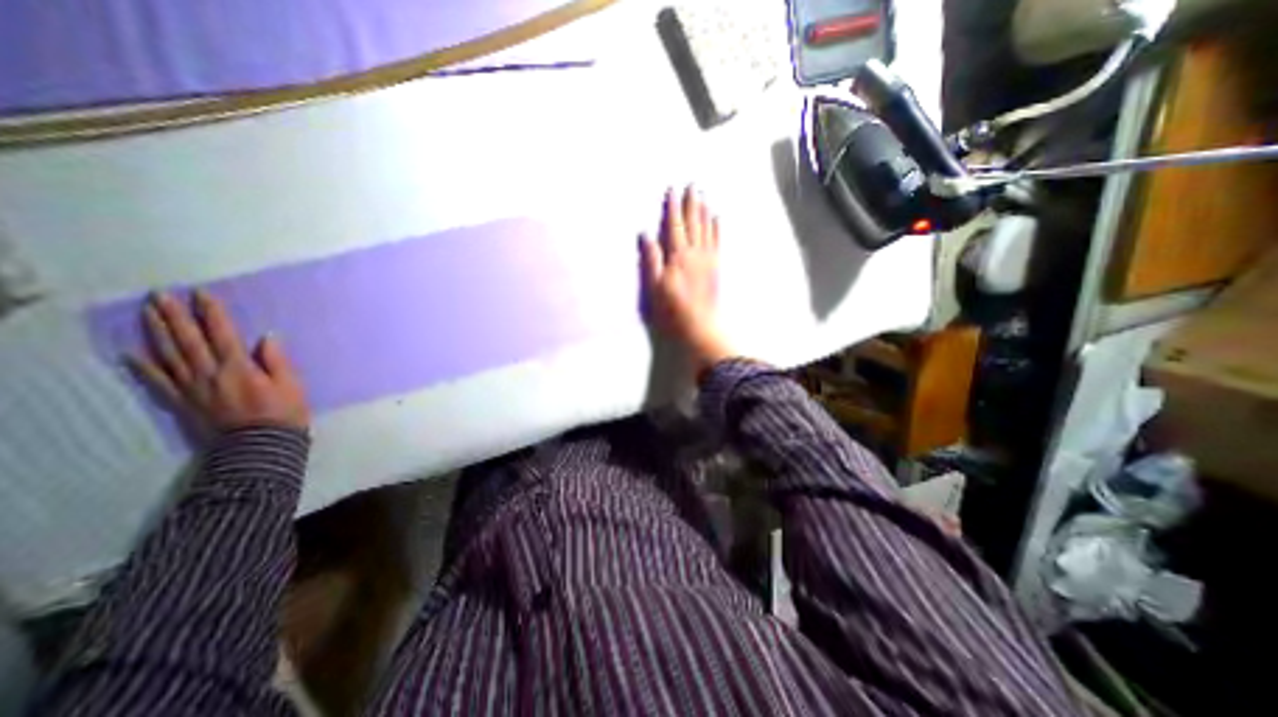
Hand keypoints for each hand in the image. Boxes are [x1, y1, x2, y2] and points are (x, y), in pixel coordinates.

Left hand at [130, 289, 309, 432]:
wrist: (259, 446)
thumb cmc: (284, 413)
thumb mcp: (291, 385)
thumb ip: (276, 360)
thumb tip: (266, 336)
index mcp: (238, 367)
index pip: (221, 334)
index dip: (211, 313)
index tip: (201, 294)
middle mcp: (208, 373)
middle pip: (187, 340)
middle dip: (174, 316)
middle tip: (160, 295)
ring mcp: (191, 387)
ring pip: (168, 355)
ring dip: (156, 332)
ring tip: (147, 313)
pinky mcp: (183, 401)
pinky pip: (158, 381)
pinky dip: (143, 366)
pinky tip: (131, 353)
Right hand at [645, 184, 734, 373]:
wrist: (699, 326)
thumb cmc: (672, 310)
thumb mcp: (654, 287)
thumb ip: (651, 260)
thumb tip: (646, 234)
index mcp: (678, 256)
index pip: (674, 226)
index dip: (672, 207)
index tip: (672, 190)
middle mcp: (695, 253)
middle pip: (692, 223)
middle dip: (691, 203)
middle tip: (692, 185)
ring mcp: (708, 260)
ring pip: (706, 228)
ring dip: (704, 211)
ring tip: (703, 196)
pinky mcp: (716, 268)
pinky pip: (717, 242)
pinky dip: (717, 228)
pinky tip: (717, 218)